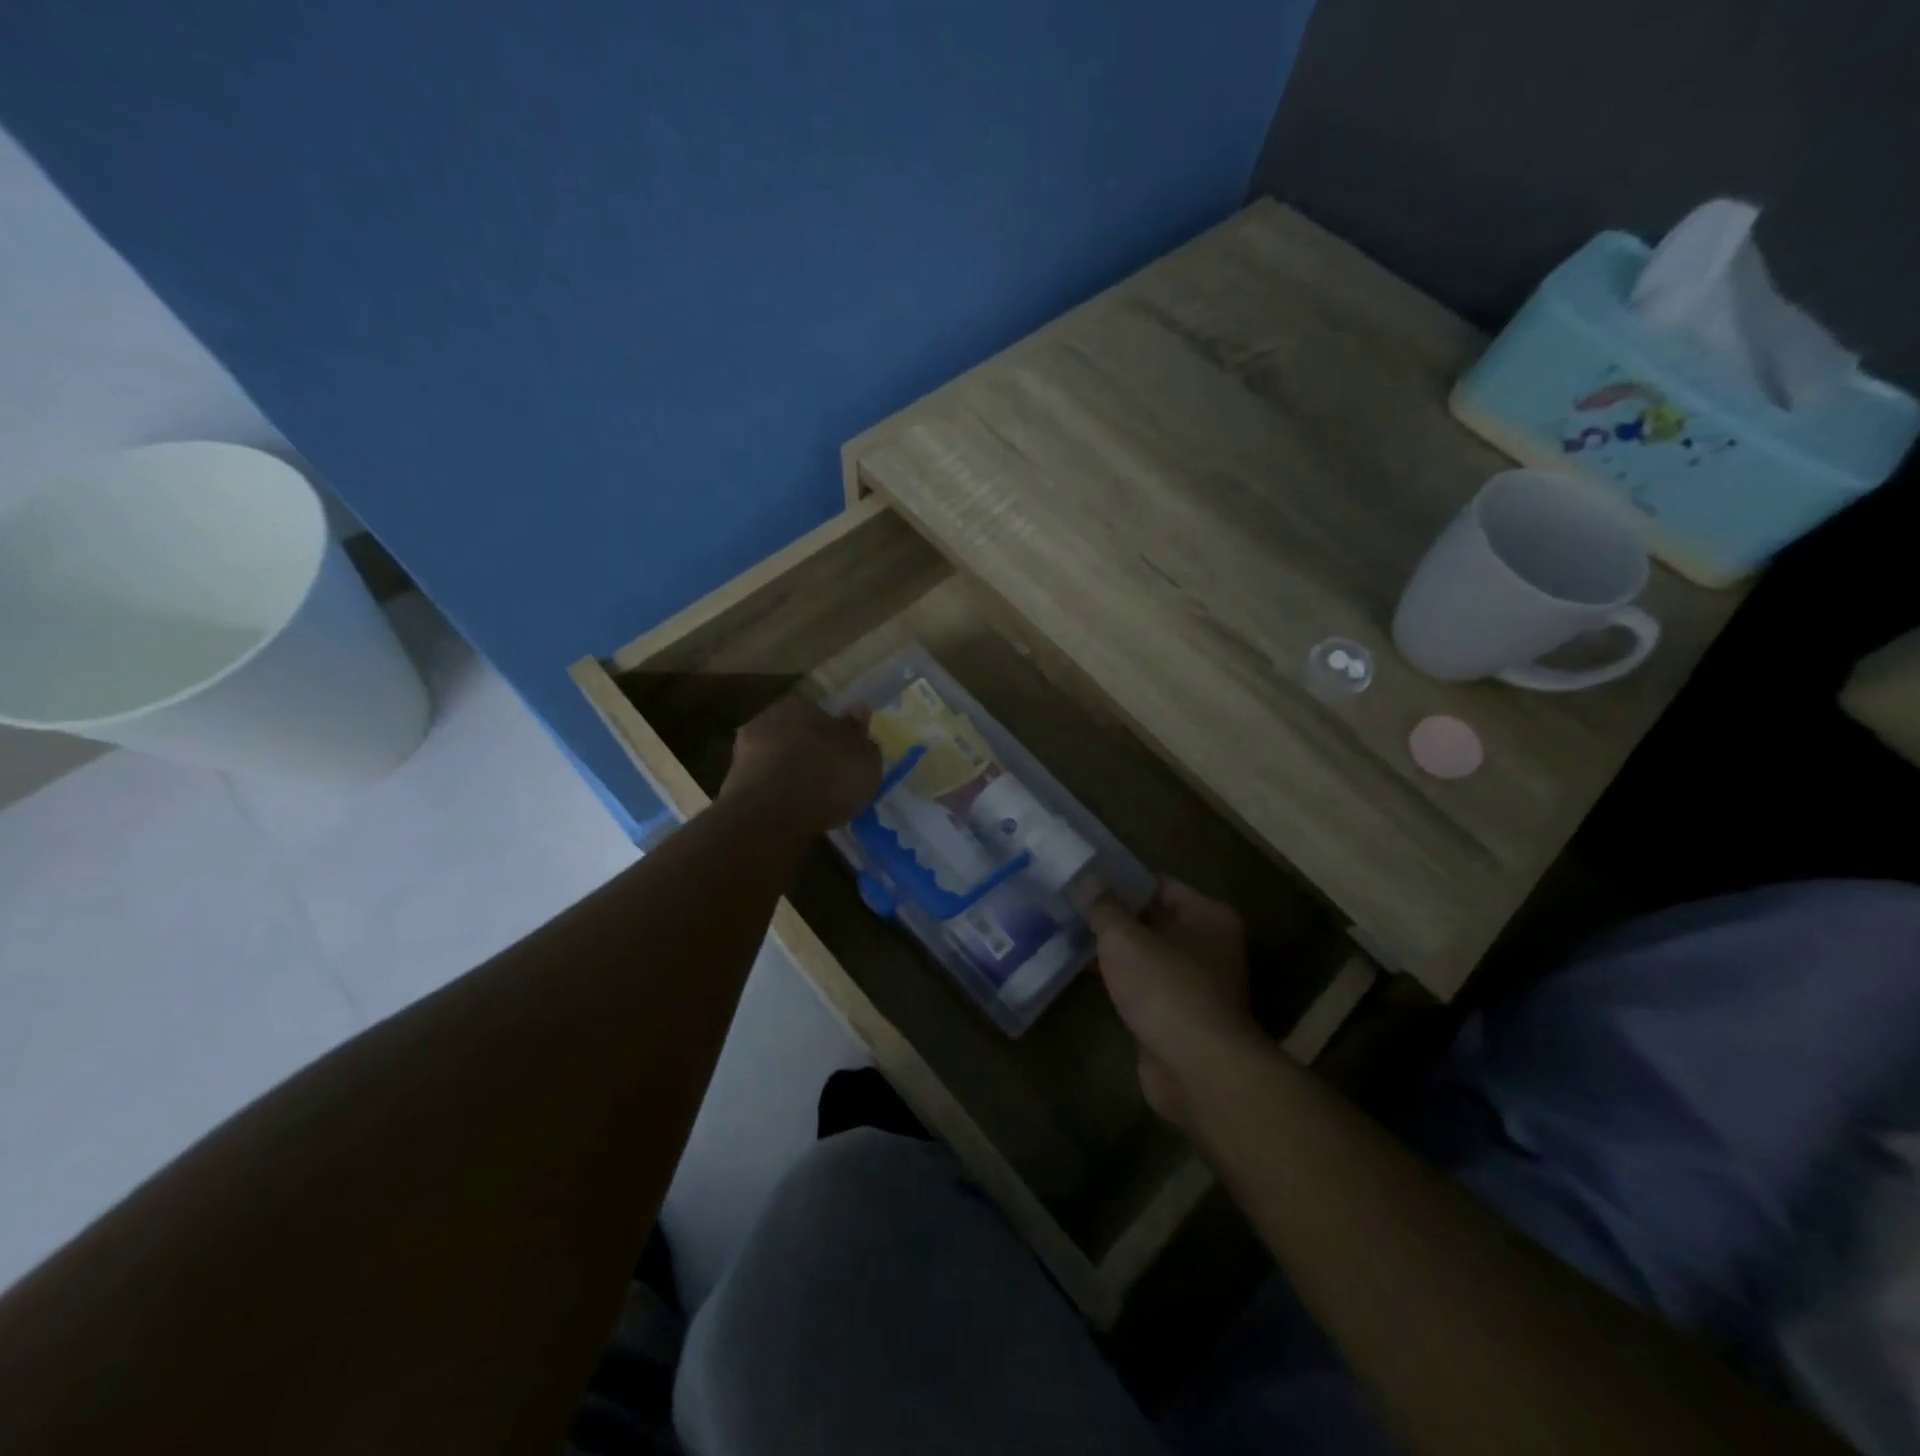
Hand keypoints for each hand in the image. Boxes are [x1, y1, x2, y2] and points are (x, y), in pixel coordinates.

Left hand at [719, 696, 880, 835]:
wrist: (772, 815)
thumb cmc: (828, 777)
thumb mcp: (865, 757)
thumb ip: (861, 734)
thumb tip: (858, 710)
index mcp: (799, 705)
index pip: (821, 715)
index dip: (835, 737)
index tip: (845, 759)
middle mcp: (766, 720)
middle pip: (795, 736)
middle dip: (809, 755)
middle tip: (829, 782)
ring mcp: (743, 753)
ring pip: (777, 762)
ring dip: (790, 777)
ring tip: (811, 803)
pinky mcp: (732, 786)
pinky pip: (765, 788)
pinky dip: (776, 798)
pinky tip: (791, 815)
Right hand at [1090, 879, 1258, 1128]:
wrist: (1196, 1069)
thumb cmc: (1166, 989)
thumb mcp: (1125, 938)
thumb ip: (1104, 907)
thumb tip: (1087, 881)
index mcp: (1208, 916)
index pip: (1159, 884)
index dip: (1121, 880)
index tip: (1084, 878)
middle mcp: (1209, 946)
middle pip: (1153, 919)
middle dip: (1115, 915)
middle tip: (1071, 905)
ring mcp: (1195, 984)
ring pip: (1146, 954)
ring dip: (1114, 949)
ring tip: (1069, 933)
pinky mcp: (1178, 1016)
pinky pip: (1143, 985)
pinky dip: (1119, 979)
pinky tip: (1083, 972)